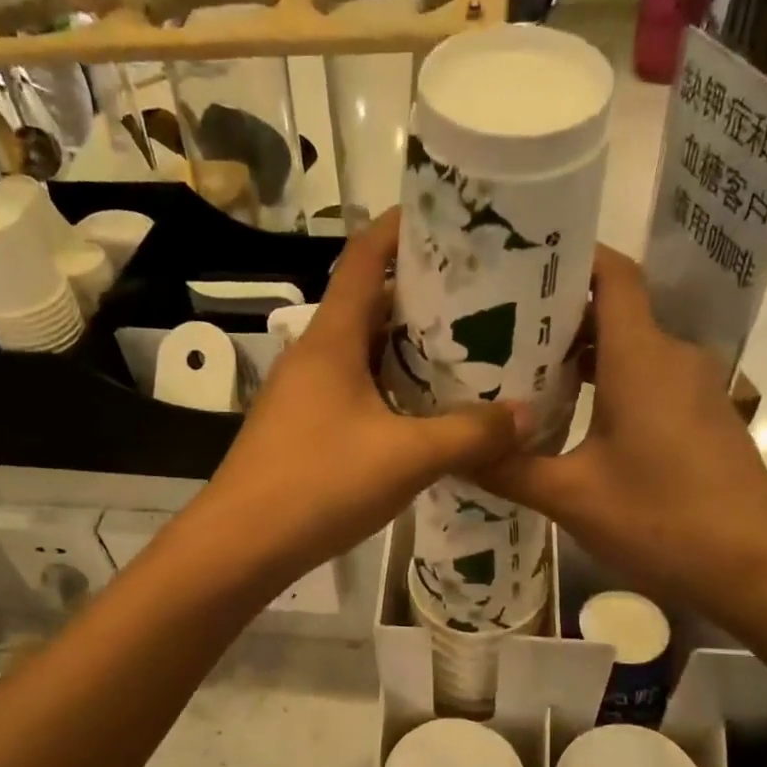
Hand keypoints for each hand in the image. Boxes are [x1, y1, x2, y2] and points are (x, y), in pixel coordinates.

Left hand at [192, 209, 527, 588]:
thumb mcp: (406, 458)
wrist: (240, 546)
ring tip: (471, 354)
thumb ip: (469, 434)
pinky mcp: (305, 428)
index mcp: (332, 339)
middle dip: (426, 297)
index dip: (405, 228)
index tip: (456, 220)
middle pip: (372, 305)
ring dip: (412, 350)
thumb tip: (527, 416)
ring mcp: (305, 394)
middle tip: (488, 301)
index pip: (365, 256)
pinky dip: (394, 390)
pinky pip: (357, 392)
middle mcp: (314, 356)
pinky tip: (430, 413)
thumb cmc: (318, 485)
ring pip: (365, 353)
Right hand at [473, 244, 766, 626]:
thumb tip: (452, 454)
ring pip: (631, 346)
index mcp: (641, 358)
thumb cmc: (662, 521)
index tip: (518, 262)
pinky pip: (648, 376)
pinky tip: (569, 412)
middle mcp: (672, 357)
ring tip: (521, 369)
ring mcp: (694, 386)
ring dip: (581, 352)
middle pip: (615, 310)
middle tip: (496, 327)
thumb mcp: (571, 498)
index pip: (613, 275)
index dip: (571, 257)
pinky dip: (608, 380)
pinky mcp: (702, 414)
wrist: (756, 568)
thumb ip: (508, 470)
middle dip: (558, 312)